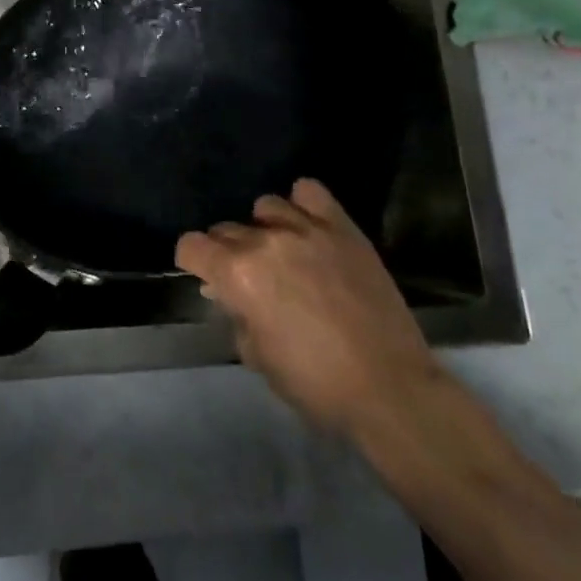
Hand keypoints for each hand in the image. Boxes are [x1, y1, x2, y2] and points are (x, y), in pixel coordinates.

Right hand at [175, 179, 442, 440]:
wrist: (389, 388)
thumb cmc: (315, 383)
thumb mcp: (257, 356)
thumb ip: (236, 314)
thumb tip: (229, 295)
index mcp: (238, 274)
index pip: (191, 245)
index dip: (193, 262)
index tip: (206, 278)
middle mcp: (265, 241)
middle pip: (226, 228)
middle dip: (227, 252)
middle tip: (249, 280)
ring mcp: (306, 229)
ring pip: (266, 206)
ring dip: (264, 229)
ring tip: (283, 253)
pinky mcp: (342, 227)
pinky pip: (310, 192)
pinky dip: (303, 205)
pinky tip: (308, 227)